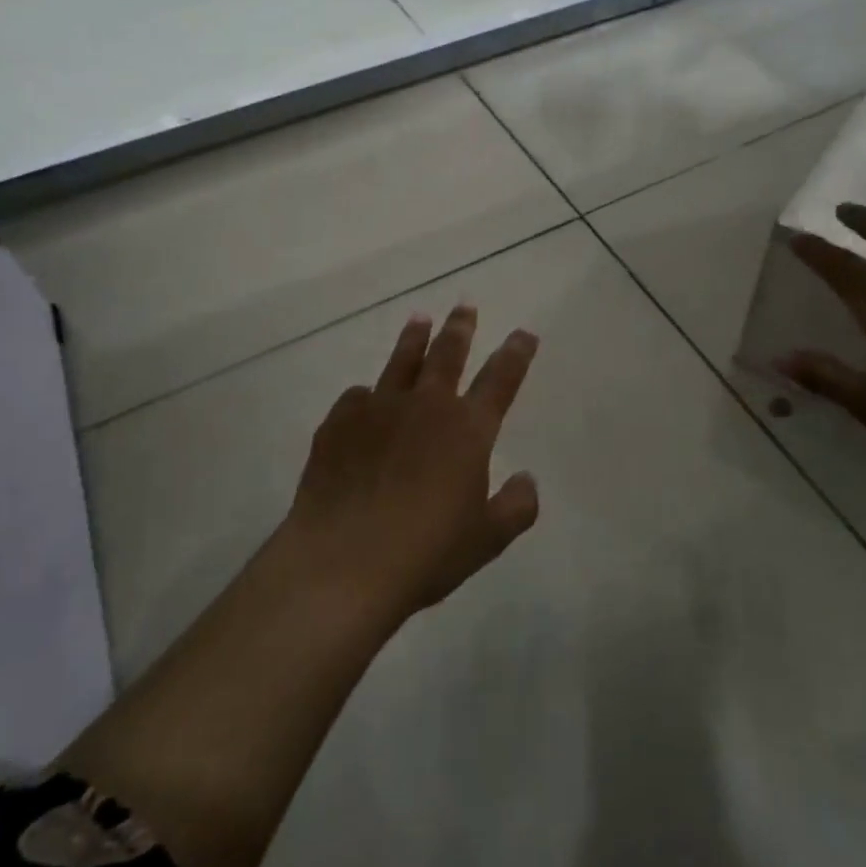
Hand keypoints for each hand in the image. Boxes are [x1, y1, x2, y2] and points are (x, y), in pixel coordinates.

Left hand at [285, 305, 540, 623]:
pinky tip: (364, 399)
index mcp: (467, 429)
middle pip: (447, 354)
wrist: (344, 561)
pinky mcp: (338, 422)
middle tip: (465, 305)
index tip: (524, 333)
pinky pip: (357, 396)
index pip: (501, 379)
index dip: (516, 353)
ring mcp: (378, 409)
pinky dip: (367, 394)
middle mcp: (425, 406)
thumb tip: (527, 479)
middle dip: (460, 328)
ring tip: (419, 319)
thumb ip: (516, 506)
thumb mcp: (486, 539)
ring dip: (414, 339)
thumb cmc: (426, 553)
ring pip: (401, 361)